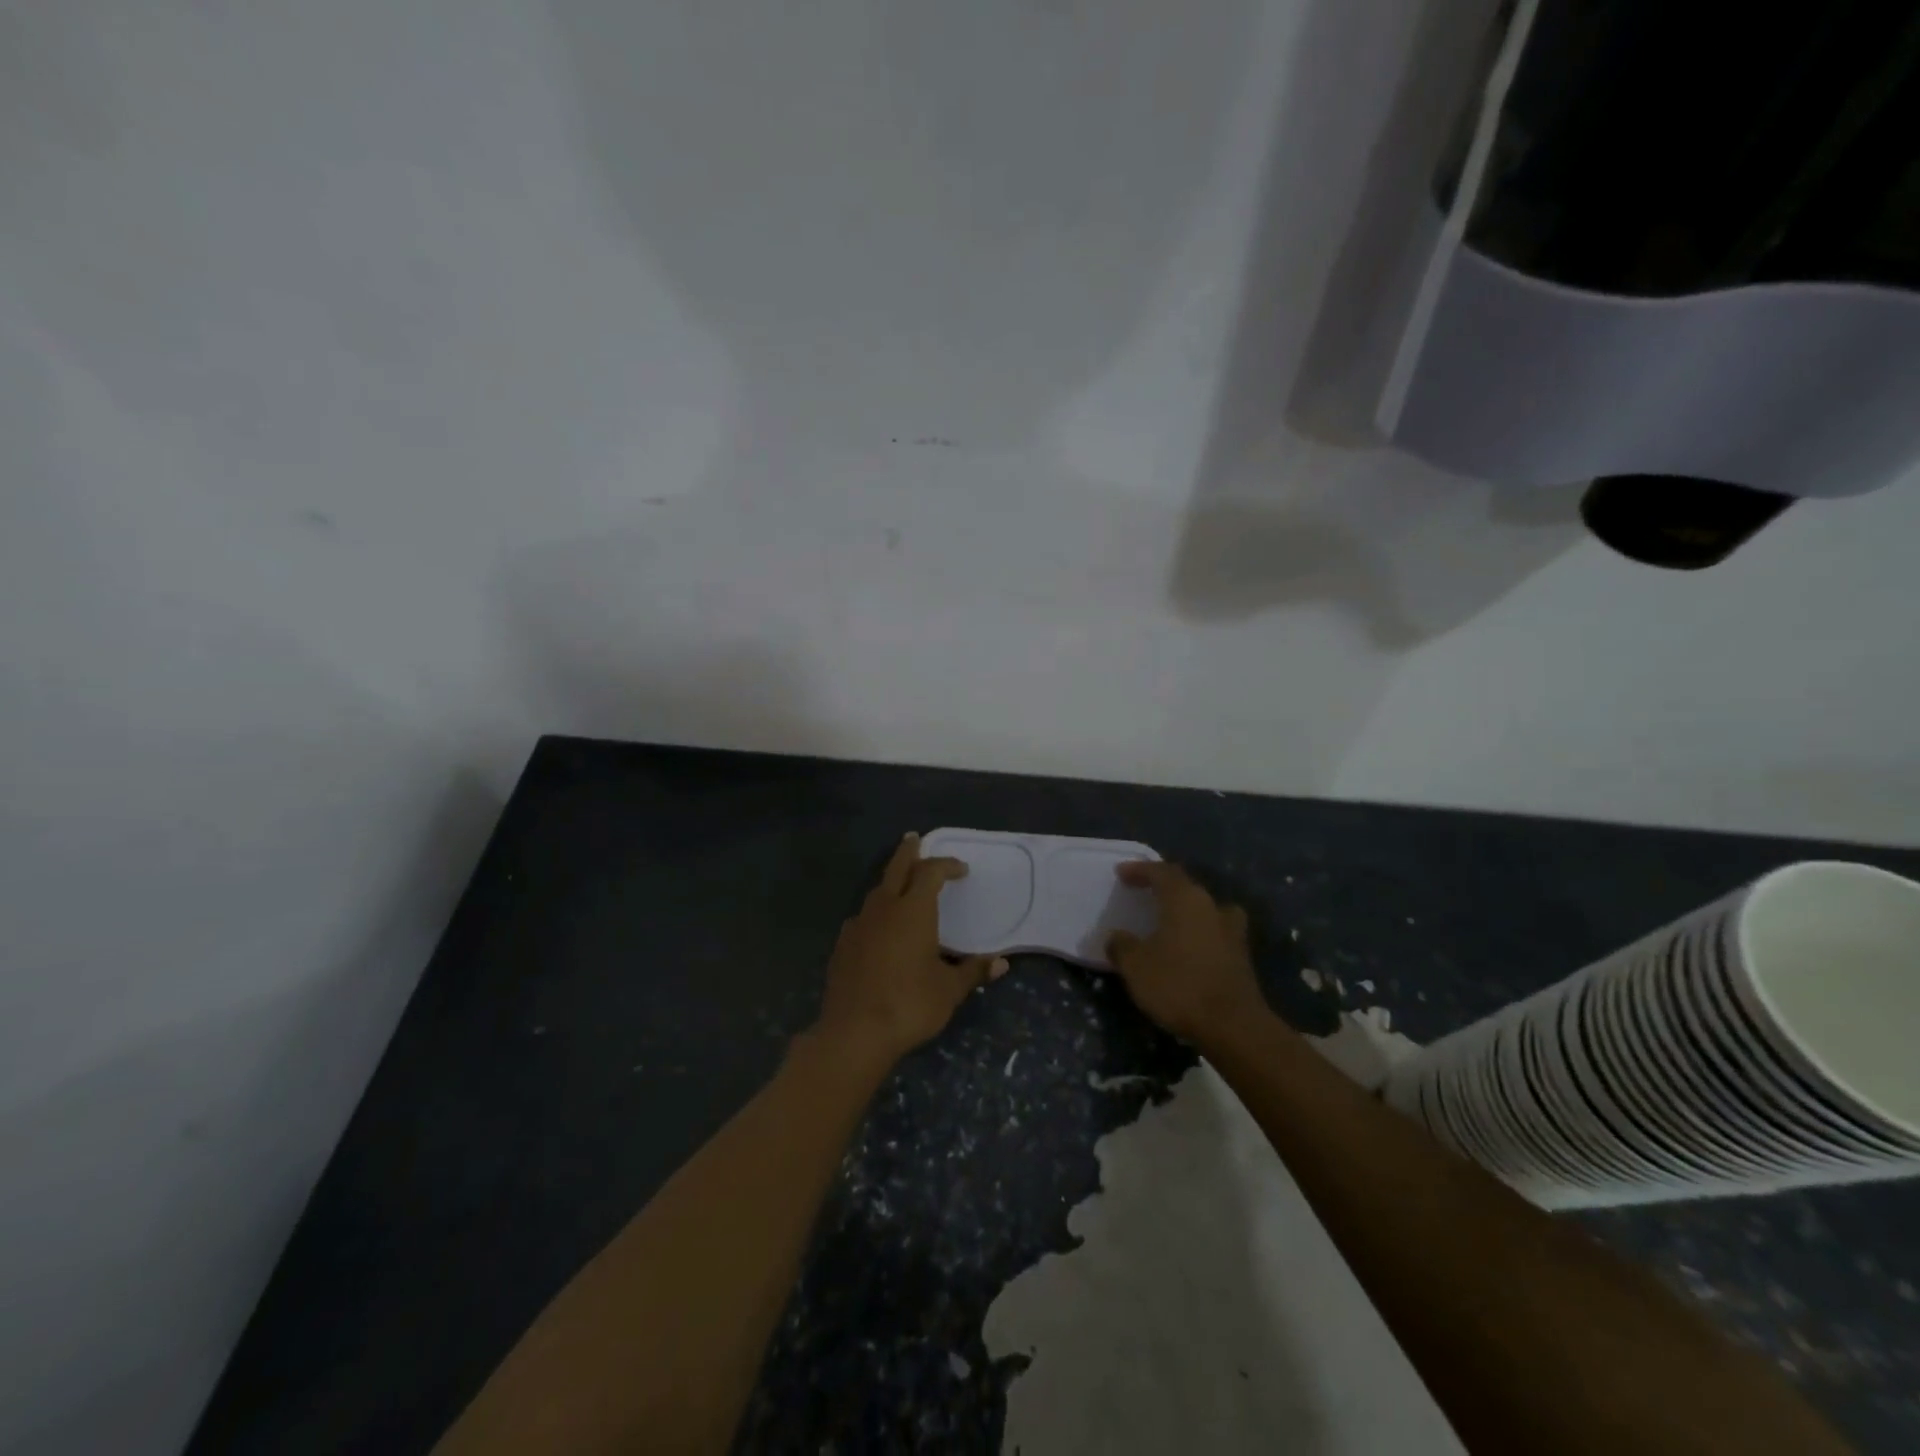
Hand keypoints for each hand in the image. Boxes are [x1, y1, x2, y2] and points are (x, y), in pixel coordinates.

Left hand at [814, 834, 1008, 1062]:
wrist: (854, 1032)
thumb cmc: (909, 1005)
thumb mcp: (949, 990)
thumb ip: (973, 971)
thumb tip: (1001, 963)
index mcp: (913, 910)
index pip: (931, 873)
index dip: (946, 865)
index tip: (960, 869)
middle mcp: (884, 908)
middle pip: (897, 868)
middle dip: (908, 852)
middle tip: (914, 839)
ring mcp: (858, 925)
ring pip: (876, 892)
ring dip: (891, 882)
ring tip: (901, 885)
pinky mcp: (842, 945)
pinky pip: (862, 918)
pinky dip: (875, 913)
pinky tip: (877, 928)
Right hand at [1106, 861, 1265, 1045]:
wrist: (1233, 1026)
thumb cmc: (1179, 985)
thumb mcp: (1136, 966)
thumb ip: (1122, 946)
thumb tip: (1117, 937)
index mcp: (1185, 899)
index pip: (1161, 872)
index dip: (1140, 870)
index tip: (1122, 873)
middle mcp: (1211, 906)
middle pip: (1185, 887)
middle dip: (1163, 888)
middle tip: (1143, 893)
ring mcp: (1231, 931)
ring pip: (1205, 909)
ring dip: (1186, 910)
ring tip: (1170, 920)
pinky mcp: (1241, 957)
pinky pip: (1214, 932)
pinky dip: (1198, 934)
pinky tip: (1187, 949)